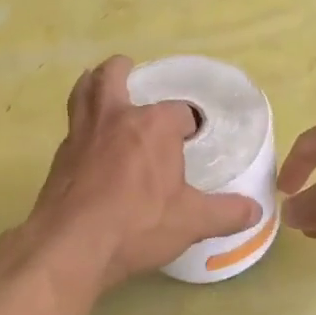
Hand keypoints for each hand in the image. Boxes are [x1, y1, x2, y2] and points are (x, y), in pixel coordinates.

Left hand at [28, 57, 262, 289]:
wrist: (72, 244)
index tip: (191, 140)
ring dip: (92, 83)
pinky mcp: (60, 156)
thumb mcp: (191, 222)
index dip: (189, 124)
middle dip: (123, 70)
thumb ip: (226, 213)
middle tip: (129, 70)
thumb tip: (256, 210)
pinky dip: (80, 123)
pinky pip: (71, 127)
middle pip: (113, 77)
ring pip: (83, 93)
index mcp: (153, 126)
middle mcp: (115, 118)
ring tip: (98, 85)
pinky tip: (87, 141)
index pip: (180, 112)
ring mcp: (82, 134)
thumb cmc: (138, 225)